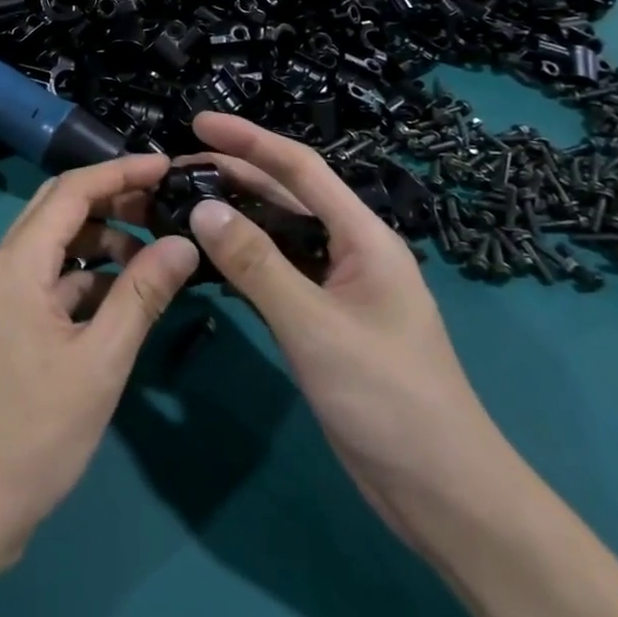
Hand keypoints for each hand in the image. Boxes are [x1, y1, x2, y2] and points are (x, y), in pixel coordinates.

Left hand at [0, 154, 200, 570]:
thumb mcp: (99, 363)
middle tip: (165, 207)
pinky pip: (48, 282)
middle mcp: (1, 267)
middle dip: (112, 201)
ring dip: (101, 243)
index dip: (121, 172)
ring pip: (54, 247)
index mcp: (16, 263)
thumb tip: (183, 243)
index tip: (168, 166)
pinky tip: (123, 299)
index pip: (72, 191)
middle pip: (59, 210)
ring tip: (154, 258)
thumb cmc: (30, 434)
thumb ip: (141, 296)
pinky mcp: (3, 326)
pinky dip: (86, 280)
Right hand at [183, 113, 513, 543]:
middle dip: (235, 173)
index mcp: (363, 237)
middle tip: (176, 168)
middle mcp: (350, 251)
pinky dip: (241, 260)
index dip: (249, 139)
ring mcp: (337, 287)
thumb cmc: (388, 399)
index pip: (301, 169)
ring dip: (234, 216)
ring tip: (182, 203)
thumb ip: (257, 264)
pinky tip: (207, 257)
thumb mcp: (315, 326)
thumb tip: (202, 208)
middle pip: (286, 196)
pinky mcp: (323, 321)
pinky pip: (276, 273)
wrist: (442, 494)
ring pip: (278, 235)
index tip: (198, 122)